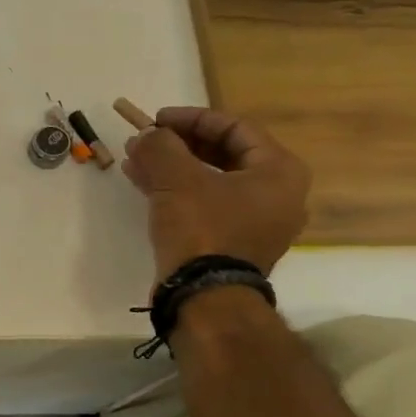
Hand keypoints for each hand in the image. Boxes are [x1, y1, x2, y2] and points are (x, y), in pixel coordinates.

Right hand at [121, 106, 310, 281]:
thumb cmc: (203, 229)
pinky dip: (177, 193)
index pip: (235, 128)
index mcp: (279, 172)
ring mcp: (256, 223)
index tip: (157, 120)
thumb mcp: (177, 179)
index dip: (192, 119)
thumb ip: (161, 147)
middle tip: (147, 140)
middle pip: (225, 154)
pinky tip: (144, 185)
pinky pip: (206, 206)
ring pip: (211, 181)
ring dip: (173, 168)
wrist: (206, 297)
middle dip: (179, 144)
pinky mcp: (233, 244)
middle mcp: (277, 195)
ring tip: (136, 160)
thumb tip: (145, 134)